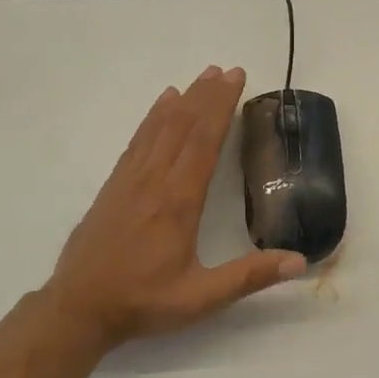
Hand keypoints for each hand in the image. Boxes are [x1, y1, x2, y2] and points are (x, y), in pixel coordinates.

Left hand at [41, 66, 306, 354]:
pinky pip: (137, 141)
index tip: (236, 79)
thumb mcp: (201, 298)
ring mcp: (130, 180)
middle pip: (183, 126)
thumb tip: (300, 261)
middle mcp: (154, 181)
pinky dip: (153, 117)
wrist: (78, 308)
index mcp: (178, 202)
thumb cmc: (143, 302)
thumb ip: (249, 277)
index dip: (220, 107)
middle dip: (206, 95)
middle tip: (226, 69)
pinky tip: (162, 105)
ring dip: (182, 100)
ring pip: (159, 129)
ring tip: (201, 77)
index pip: (203, 142)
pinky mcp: (114, 186)